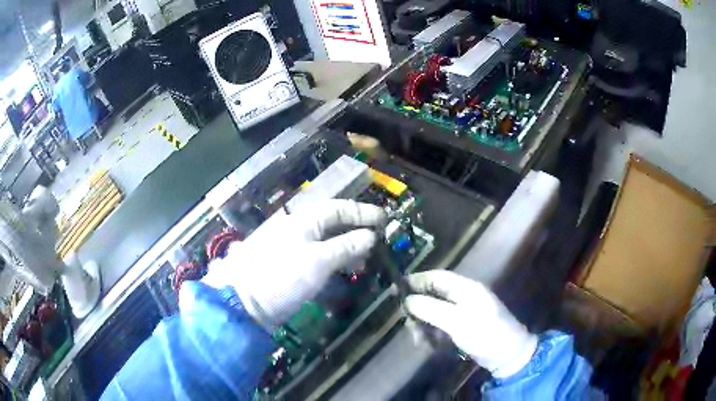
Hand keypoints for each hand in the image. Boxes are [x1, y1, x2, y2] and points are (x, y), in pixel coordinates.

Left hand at [203, 200, 386, 327]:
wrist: (247, 303)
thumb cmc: (283, 276)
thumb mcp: (319, 260)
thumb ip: (346, 246)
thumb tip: (370, 236)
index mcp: (304, 221)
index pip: (338, 209)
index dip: (362, 212)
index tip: (385, 219)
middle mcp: (300, 231)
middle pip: (334, 224)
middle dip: (357, 230)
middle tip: (380, 239)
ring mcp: (296, 250)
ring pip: (329, 243)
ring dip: (349, 248)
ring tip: (366, 260)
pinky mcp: (294, 268)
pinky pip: (321, 259)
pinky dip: (337, 262)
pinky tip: (346, 271)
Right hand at [404, 270, 537, 377]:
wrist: (508, 356)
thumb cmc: (486, 334)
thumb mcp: (457, 321)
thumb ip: (431, 309)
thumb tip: (407, 300)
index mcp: (466, 289)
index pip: (437, 277)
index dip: (416, 280)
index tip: (396, 289)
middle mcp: (463, 298)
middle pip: (432, 296)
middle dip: (418, 311)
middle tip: (409, 325)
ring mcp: (463, 314)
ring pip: (434, 314)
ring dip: (424, 326)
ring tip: (420, 341)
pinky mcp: (462, 328)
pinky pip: (441, 327)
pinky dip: (432, 335)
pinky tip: (429, 346)